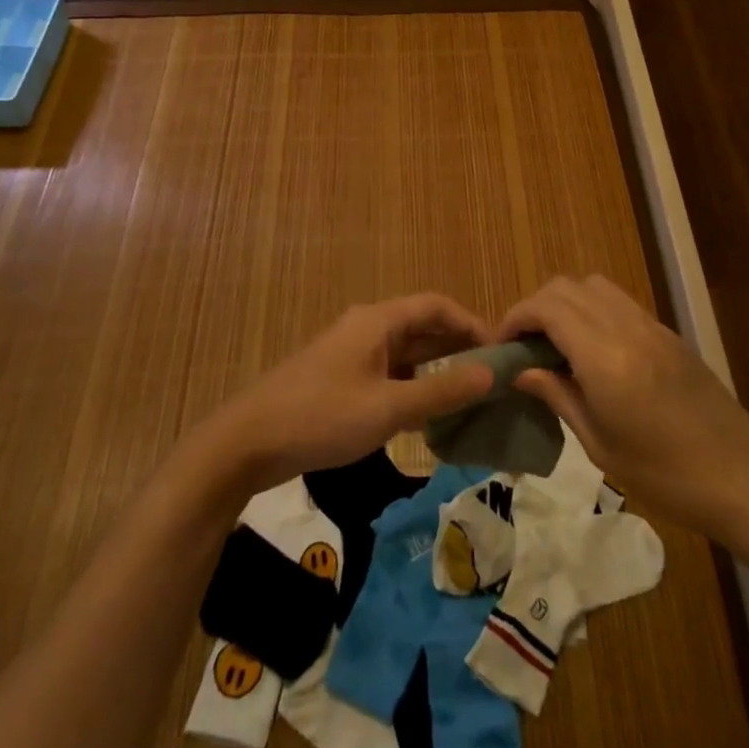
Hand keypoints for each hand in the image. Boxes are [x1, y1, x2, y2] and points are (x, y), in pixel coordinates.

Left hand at [210, 294, 495, 493]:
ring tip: (468, 396)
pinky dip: (411, 386)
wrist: (248, 442)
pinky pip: (387, 372)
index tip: (500, 350)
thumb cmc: (323, 416)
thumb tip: (491, 373)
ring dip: (435, 369)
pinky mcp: (339, 378)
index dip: (470, 323)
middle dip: (456, 346)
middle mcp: (366, 328)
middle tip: (491, 376)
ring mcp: (350, 353)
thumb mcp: (388, 407)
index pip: (436, 306)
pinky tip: (426, 416)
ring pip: (404, 353)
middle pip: (421, 326)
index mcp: (378, 321)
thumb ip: (442, 392)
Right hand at [501, 276, 748, 538]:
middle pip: (567, 286)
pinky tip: (592, 352)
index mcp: (605, 356)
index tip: (501, 348)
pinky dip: (592, 311)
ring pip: (594, 286)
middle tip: (523, 347)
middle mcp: (626, 327)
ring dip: (565, 303)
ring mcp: (651, 325)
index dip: (515, 318)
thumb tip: (521, 370)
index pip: (547, 307)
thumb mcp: (601, 445)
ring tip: (555, 346)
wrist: (745, 479)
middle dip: (536, 307)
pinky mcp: (667, 333)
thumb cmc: (667, 476)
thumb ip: (558, 396)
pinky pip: (619, 302)